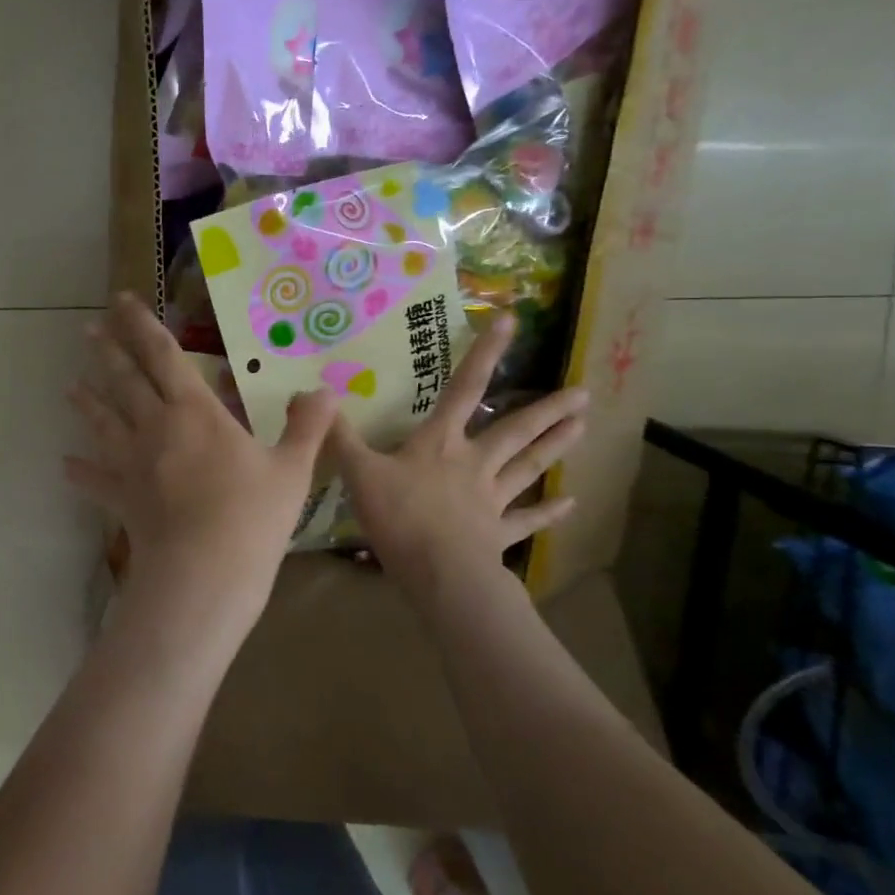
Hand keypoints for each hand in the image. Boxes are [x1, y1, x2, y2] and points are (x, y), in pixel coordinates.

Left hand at [66, 294, 338, 643]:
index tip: (122, 301)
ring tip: (70, 386)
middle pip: (126, 380)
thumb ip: (308, 427)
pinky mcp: (121, 498)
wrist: (205, 572)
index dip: (142, 325)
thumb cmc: (252, 516)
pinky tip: (65, 465)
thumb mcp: (292, 470)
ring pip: (104, 422)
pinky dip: (80, 472)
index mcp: (196, 411)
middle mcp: (156, 427)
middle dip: (108, 352)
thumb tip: (327, 390)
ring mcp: (133, 462)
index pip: (164, 355)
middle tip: (88, 329)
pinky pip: (96, 480)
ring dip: (87, 402)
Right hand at [329, 314, 587, 599]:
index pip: (462, 389)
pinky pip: (526, 520)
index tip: (511, 321)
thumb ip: (339, 436)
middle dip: (544, 410)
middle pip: (513, 431)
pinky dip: (548, 512)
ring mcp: (490, 499)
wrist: (438, 572)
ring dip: (554, 447)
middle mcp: (473, 463)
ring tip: (583, 426)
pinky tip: (571, 503)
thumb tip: (310, 396)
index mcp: (439, 443)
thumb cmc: (399, 516)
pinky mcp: (498, 533)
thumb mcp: (359, 472)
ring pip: (527, 467)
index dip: (485, 354)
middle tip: (582, 393)